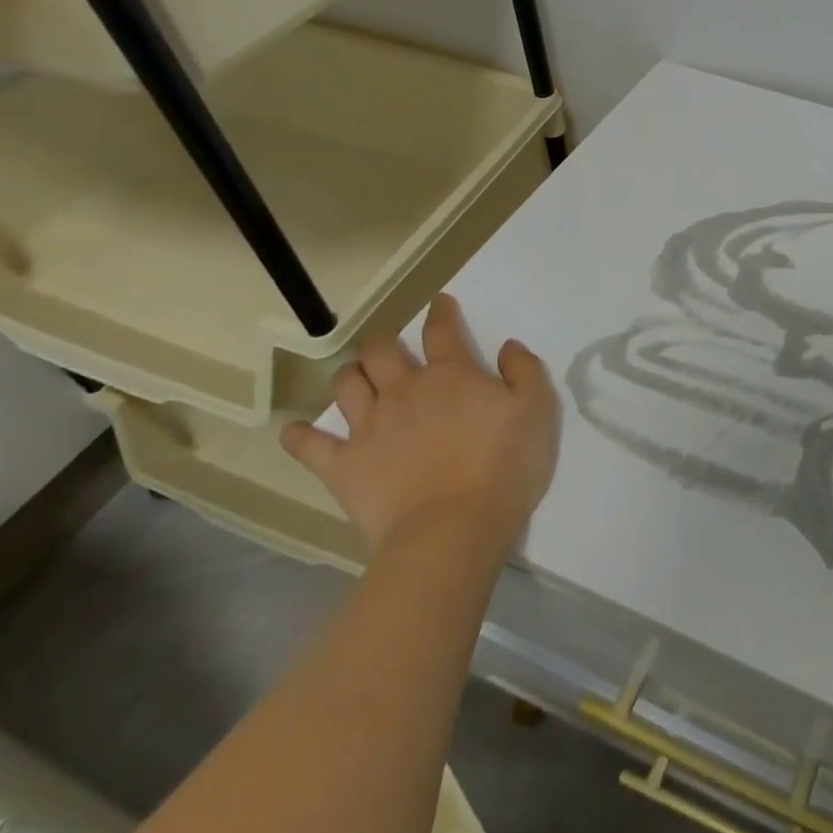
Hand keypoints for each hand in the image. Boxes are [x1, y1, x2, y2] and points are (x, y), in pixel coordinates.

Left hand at [281, 294, 560, 556]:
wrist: (454, 528)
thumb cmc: (504, 466)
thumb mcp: (538, 411)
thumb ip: (525, 371)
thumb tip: (508, 347)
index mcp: (452, 375)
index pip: (442, 331)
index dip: (440, 312)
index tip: (438, 303)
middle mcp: (405, 391)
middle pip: (382, 351)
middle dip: (384, 342)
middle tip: (389, 347)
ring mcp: (369, 427)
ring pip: (347, 385)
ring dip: (351, 375)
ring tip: (357, 378)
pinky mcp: (343, 466)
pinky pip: (311, 445)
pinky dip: (300, 436)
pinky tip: (295, 431)